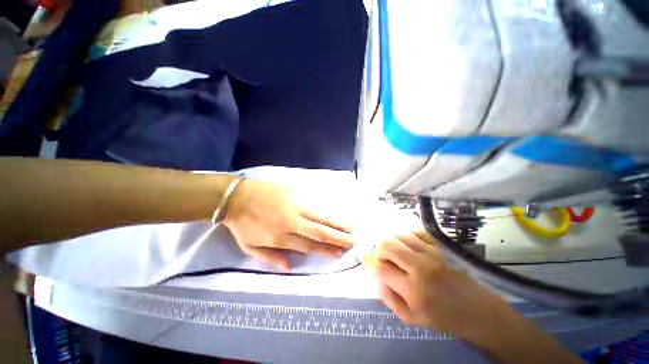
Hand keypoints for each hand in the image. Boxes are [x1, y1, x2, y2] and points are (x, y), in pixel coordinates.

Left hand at [223, 179, 353, 270]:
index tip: (339, 252)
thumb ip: (271, 259)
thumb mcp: (250, 248)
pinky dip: (327, 207)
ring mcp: (294, 204)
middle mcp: (291, 221)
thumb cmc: (243, 224)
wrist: (236, 196)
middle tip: (353, 239)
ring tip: (351, 226)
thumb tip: (291, 268)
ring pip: (321, 215)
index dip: (325, 250)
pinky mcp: (295, 191)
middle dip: (338, 236)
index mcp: (280, 237)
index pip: (309, 245)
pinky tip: (336, 210)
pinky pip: (315, 201)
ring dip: (337, 221)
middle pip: (319, 230)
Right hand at [361, 232, 520, 343]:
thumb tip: (376, 278)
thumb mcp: (412, 319)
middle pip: (388, 245)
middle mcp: (420, 267)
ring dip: (393, 242)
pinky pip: (416, 232)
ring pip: (400, 236)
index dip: (368, 261)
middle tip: (384, 258)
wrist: (478, 311)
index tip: (363, 256)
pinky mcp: (440, 247)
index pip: (381, 268)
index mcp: (412, 289)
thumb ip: (389, 299)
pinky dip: (407, 236)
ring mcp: (431, 254)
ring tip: (397, 252)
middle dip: (380, 249)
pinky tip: (409, 245)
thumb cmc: (444, 318)